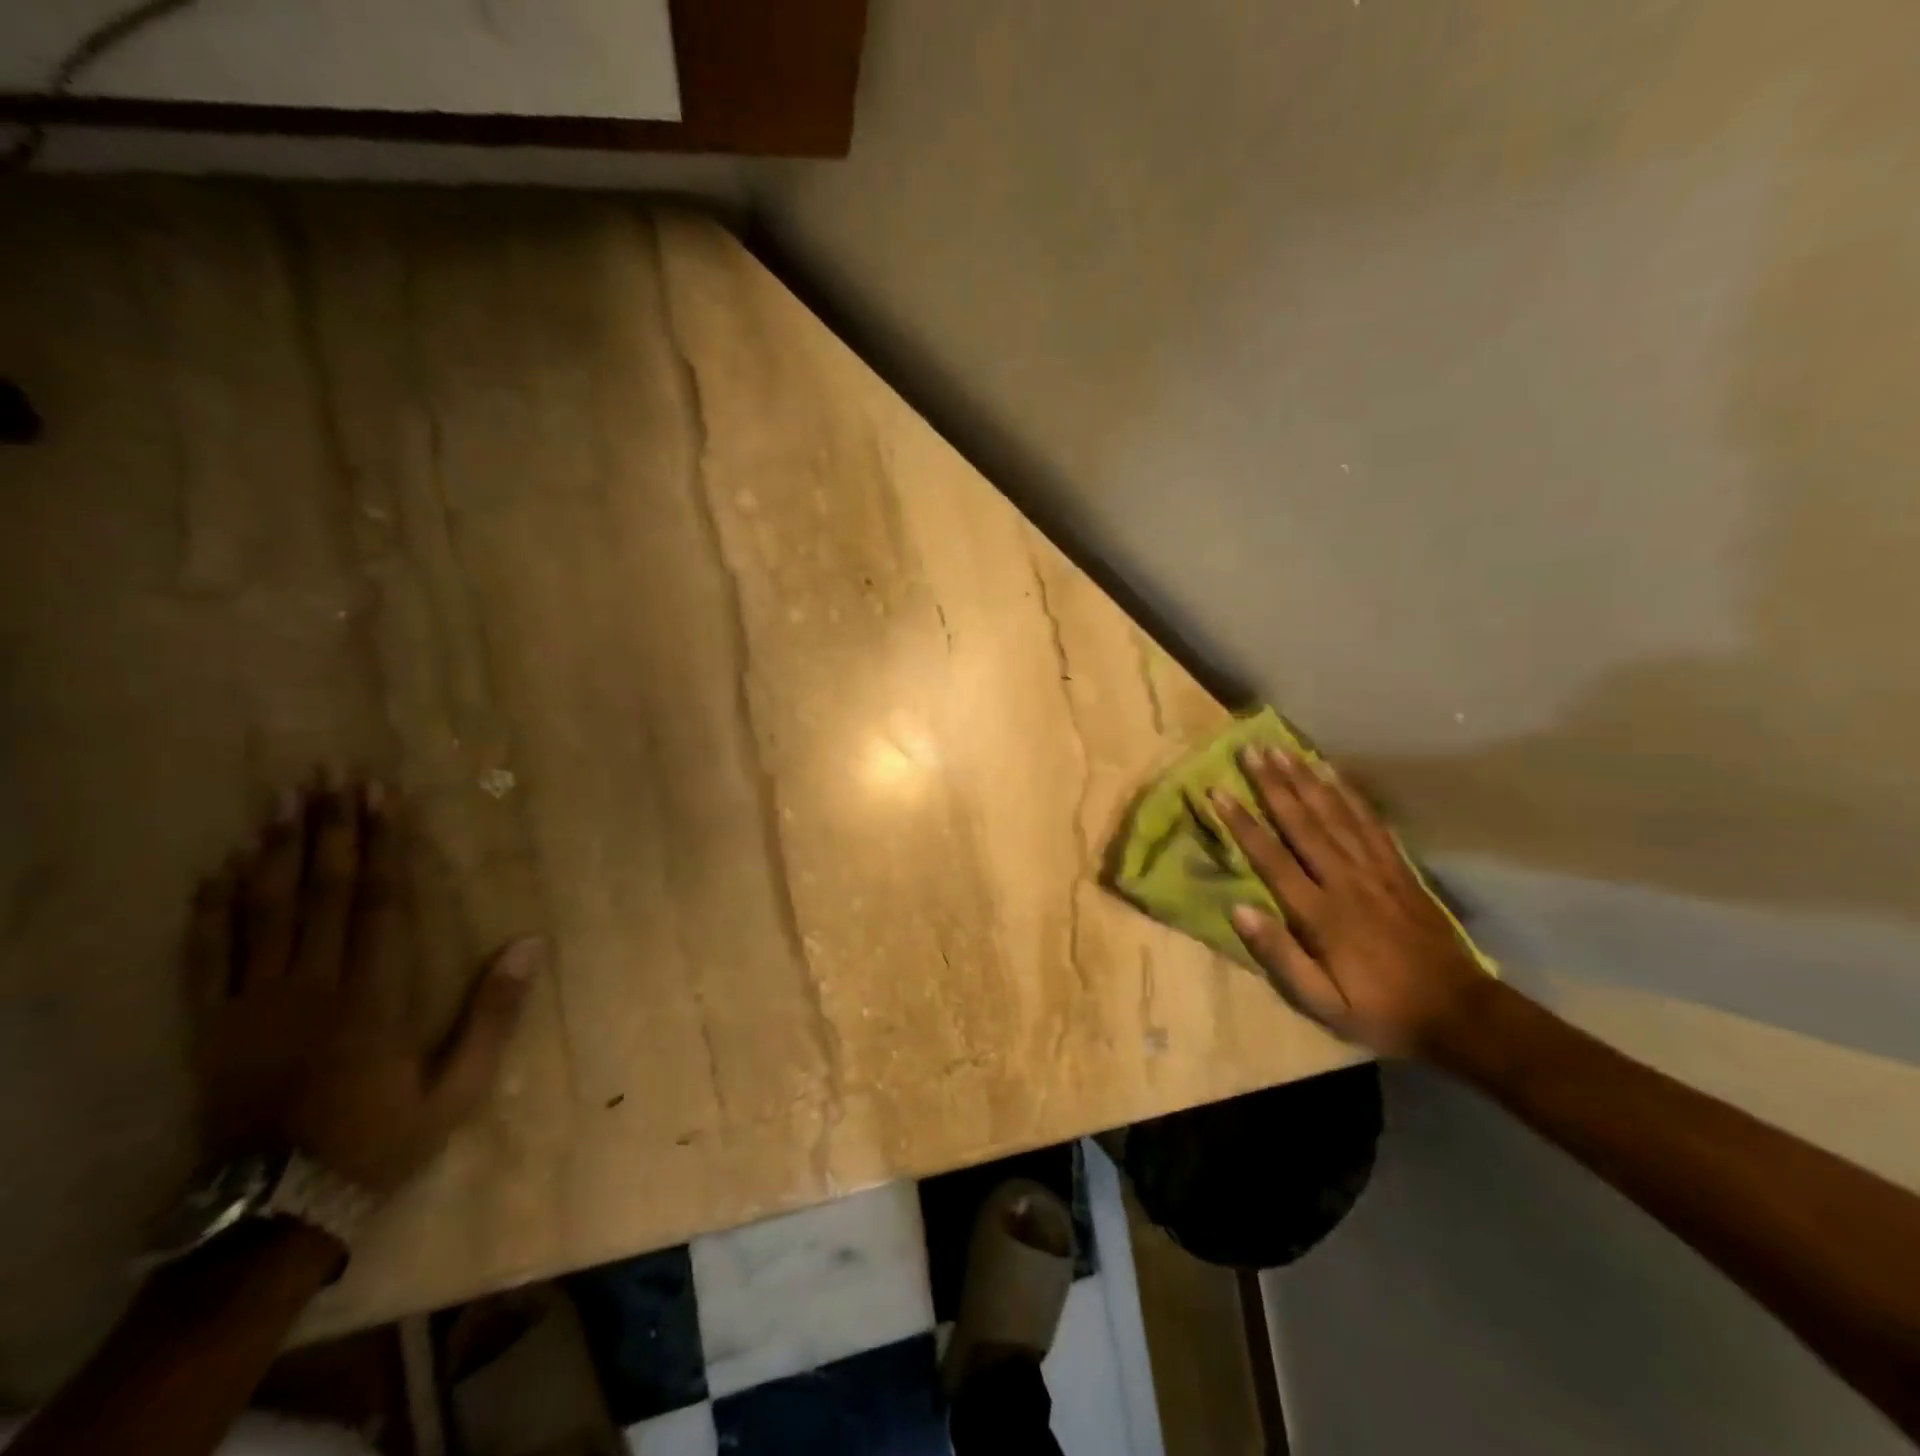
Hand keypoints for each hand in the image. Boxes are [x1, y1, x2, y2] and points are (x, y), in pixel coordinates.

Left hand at [183, 776, 541, 1195]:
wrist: (274, 1210)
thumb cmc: (379, 1138)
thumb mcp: (458, 1087)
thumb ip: (494, 1013)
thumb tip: (530, 943)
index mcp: (371, 996)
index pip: (380, 902)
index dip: (383, 845)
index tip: (382, 798)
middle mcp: (309, 986)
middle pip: (321, 891)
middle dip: (329, 828)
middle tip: (330, 775)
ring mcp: (252, 1004)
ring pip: (261, 912)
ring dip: (274, 851)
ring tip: (280, 800)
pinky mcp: (211, 1026)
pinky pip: (205, 957)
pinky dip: (210, 910)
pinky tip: (218, 870)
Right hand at [1211, 746, 1492, 1058]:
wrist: (1459, 1013)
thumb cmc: (1380, 1011)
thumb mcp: (1322, 1003)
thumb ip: (1280, 956)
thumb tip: (1237, 909)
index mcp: (1321, 913)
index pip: (1272, 858)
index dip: (1242, 823)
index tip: (1218, 791)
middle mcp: (1346, 880)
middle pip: (1303, 823)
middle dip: (1273, 784)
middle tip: (1250, 750)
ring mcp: (1376, 870)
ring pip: (1335, 813)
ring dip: (1305, 779)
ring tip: (1283, 749)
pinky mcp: (1399, 868)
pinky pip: (1370, 822)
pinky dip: (1349, 793)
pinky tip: (1333, 772)